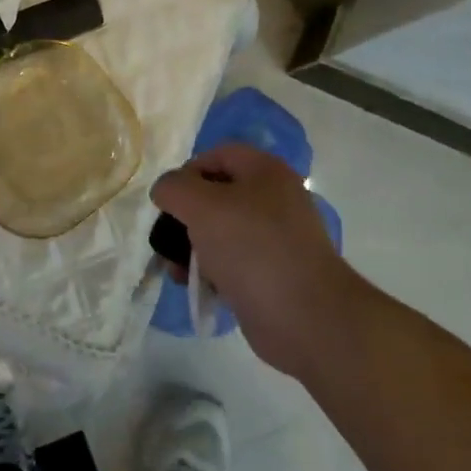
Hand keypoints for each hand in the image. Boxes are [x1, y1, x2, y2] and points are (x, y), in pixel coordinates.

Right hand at [150, 143, 350, 380]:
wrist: (303, 316)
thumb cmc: (251, 248)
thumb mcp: (202, 206)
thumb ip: (174, 188)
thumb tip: (166, 191)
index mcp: (266, 172)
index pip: (218, 155)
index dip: (188, 171)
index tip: (168, 201)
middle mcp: (275, 199)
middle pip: (217, 195)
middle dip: (186, 216)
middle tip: (167, 237)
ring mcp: (276, 238)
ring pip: (222, 232)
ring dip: (192, 248)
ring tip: (175, 270)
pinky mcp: (273, 272)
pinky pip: (233, 262)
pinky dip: (211, 271)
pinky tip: (196, 286)